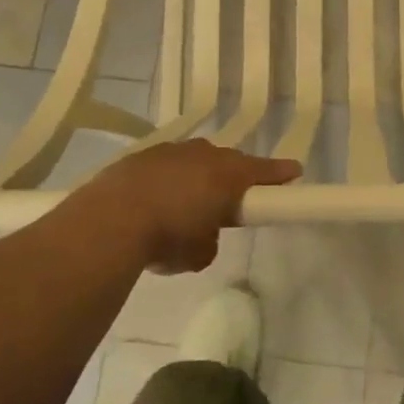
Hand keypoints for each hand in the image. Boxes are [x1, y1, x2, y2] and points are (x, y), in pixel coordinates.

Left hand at [78, 139, 301, 272]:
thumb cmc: (168, 237)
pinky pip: (165, 166)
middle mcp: (203, 155)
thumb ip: (210, 239)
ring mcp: (169, 151)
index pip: (265, 171)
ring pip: (194, 161)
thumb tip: (202, 234)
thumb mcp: (200, 253)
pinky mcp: (139, 157)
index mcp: (228, 175)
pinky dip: (167, 180)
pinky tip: (155, 201)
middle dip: (233, 178)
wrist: (109, 220)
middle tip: (231, 201)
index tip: (294, 173)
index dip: (280, 174)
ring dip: (196, 178)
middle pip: (228, 162)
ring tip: (187, 204)